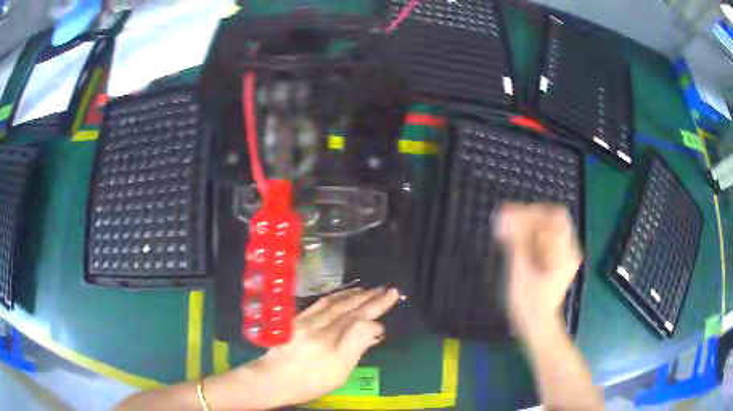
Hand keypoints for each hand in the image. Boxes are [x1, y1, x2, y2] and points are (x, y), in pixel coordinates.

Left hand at [234, 287, 400, 407]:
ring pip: (334, 303)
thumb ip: (356, 347)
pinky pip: (319, 303)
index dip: (377, 306)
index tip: (392, 296)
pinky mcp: (296, 319)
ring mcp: (306, 321)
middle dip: (369, 297)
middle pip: (348, 308)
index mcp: (331, 342)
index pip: (360, 319)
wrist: (272, 379)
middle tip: (386, 289)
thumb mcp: (339, 373)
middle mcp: (319, 326)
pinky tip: (342, 295)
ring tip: (369, 289)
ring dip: (354, 295)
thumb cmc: (309, 382)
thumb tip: (374, 328)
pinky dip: (335, 297)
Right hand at [495, 203, 581, 338]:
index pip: (554, 216)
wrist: (537, 327)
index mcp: (564, 252)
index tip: (509, 217)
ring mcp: (565, 255)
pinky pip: (547, 239)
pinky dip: (532, 237)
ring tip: (509, 233)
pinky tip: (517, 243)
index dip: (531, 212)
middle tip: (509, 223)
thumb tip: (504, 214)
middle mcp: (569, 249)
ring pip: (550, 228)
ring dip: (529, 226)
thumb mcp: (520, 272)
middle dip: (530, 217)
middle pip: (554, 219)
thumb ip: (515, 241)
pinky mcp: (558, 261)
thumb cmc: (528, 304)